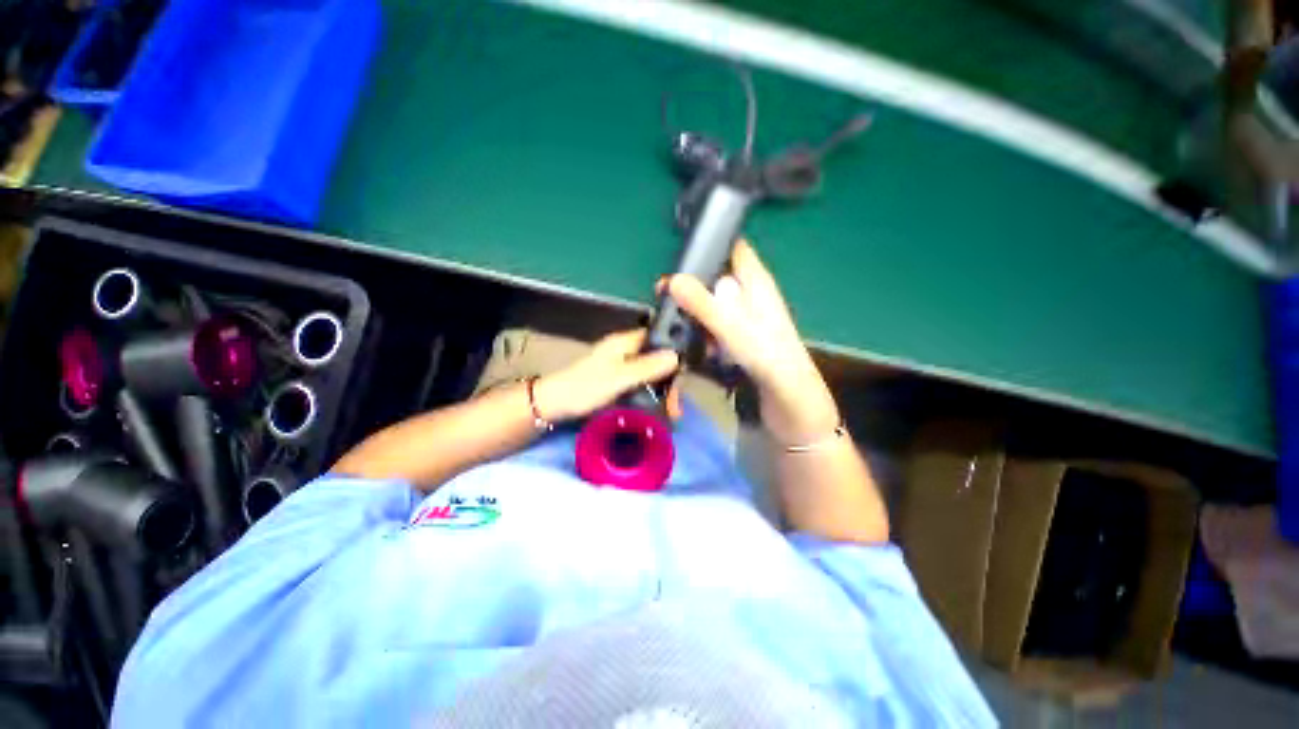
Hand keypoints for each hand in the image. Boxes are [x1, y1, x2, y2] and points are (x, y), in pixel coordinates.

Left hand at [533, 329, 680, 422]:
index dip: (674, 350)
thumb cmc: (584, 388)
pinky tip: (659, 409)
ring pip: (651, 372)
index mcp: (624, 342)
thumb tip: (677, 356)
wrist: (553, 404)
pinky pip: (642, 383)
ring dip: (663, 390)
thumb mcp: (618, 378)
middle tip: (676, 405)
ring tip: (671, 412)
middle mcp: (626, 351)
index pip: (658, 337)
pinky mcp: (618, 381)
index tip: (685, 373)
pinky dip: (652, 394)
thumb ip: (646, 367)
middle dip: (670, 379)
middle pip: (657, 358)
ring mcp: (622, 366)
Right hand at [666, 240, 839, 443]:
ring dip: (696, 311)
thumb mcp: (732, 327)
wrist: (790, 397)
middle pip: (718, 278)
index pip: (733, 249)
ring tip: (674, 321)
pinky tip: (695, 342)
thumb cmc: (767, 355)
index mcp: (756, 282)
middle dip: (693, 285)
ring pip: (715, 304)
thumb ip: (703, 304)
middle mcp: (752, 295)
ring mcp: (747, 318)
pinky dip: (705, 330)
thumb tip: (673, 280)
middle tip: (664, 294)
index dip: (710, 245)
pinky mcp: (742, 337)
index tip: (680, 254)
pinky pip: (717, 326)